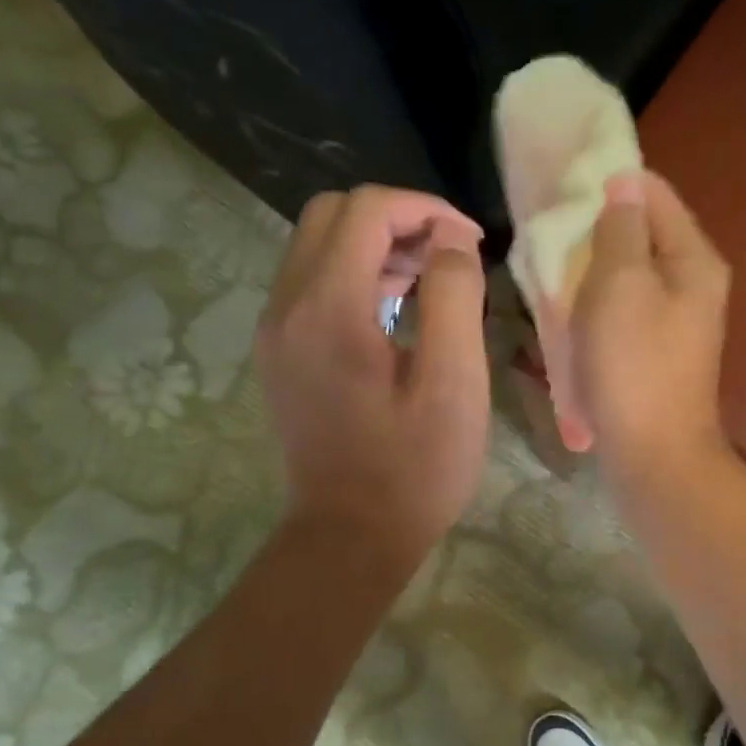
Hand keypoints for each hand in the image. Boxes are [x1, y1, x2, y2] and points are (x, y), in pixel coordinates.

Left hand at [256, 186, 489, 561]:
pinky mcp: (279, 351)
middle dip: (396, 219)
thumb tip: (451, 240)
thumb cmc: (414, 468)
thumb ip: (454, 297)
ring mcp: (275, 330)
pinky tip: (396, 312)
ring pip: (317, 245)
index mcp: (328, 309)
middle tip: (448, 258)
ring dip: (375, 244)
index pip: (367, 210)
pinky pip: (311, 281)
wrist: (350, 537)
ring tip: (430, 282)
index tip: (470, 242)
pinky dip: (355, 274)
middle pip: (331, 214)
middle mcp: (286, 306)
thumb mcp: (454, 384)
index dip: (425, 209)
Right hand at [571, 169, 733, 493]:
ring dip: (593, 269)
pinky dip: (599, 303)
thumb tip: (623, 185)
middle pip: (643, 233)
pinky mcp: (659, 349)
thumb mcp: (620, 285)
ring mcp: (678, 319)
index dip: (609, 184)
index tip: (561, 194)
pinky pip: (626, 308)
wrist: (654, 454)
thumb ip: (620, 229)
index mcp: (693, 258)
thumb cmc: (634, 366)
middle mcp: (694, 282)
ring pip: (630, 273)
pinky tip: (571, 313)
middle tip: (551, 238)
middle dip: (596, 229)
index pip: (653, 193)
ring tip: (553, 273)